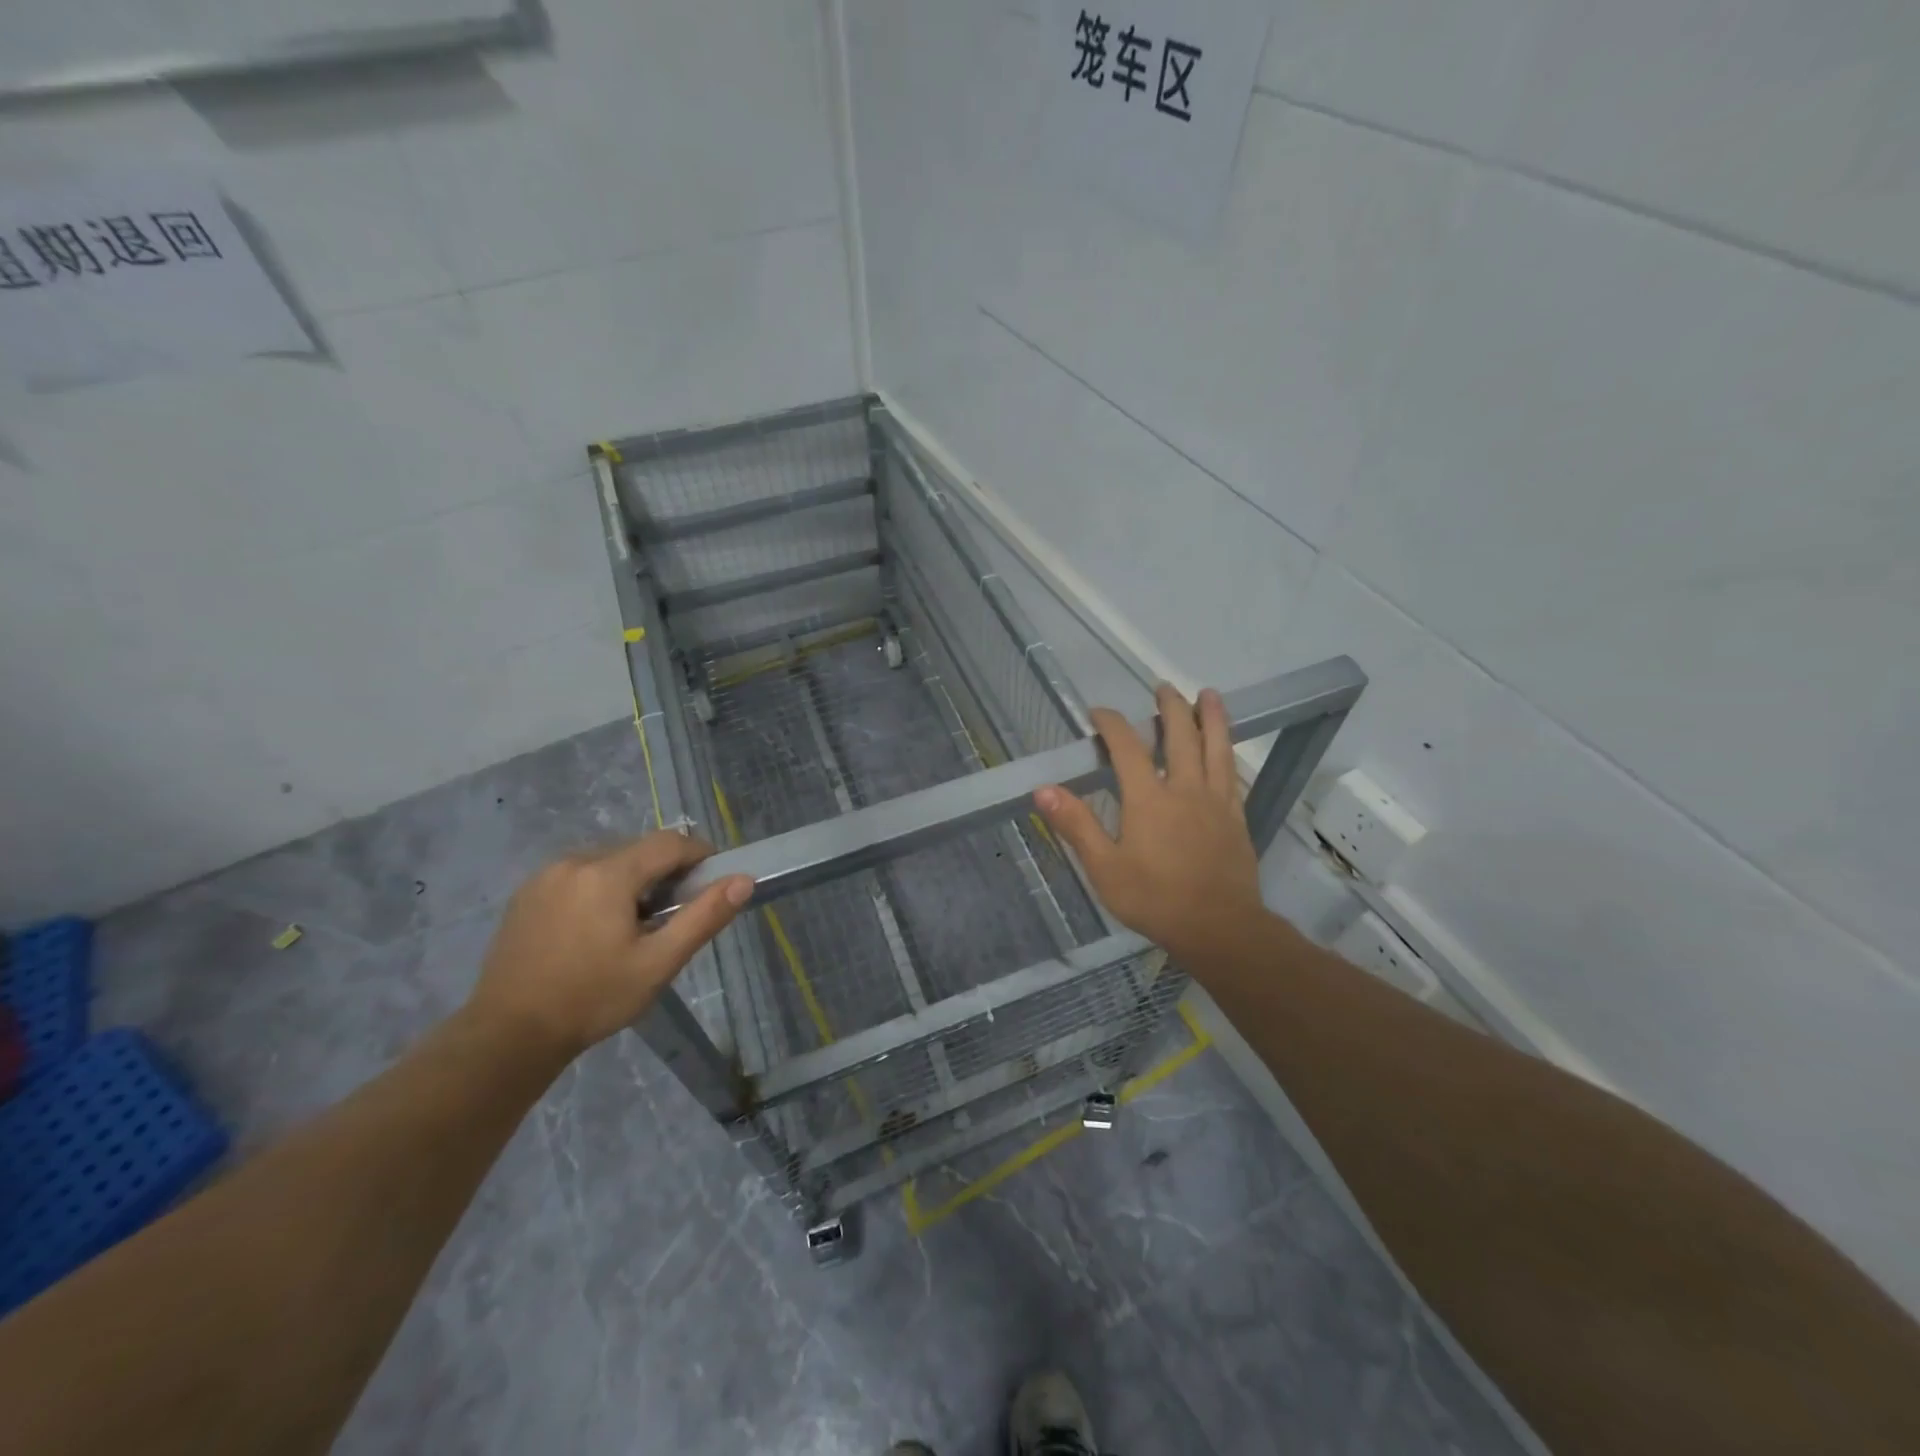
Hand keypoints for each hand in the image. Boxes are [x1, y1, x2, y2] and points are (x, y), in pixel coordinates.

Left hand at [467, 832, 752, 1060]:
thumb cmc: (592, 999)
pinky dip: (600, 887)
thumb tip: (744, 880)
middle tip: (675, 912)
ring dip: (632, 878)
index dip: (699, 855)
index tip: (713, 881)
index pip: (668, 843)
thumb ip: (704, 917)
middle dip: (664, 871)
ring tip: (635, 924)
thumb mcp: (658, 963)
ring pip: (607, 860)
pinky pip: (578, 874)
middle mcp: (575, 861)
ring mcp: (545, 875)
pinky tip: (597, 928)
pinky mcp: (526, 893)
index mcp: (608, 874)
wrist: (507, 1035)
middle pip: (637, 850)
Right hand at [1035, 684, 1263, 963]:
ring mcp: (1216, 801)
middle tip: (1163, 687)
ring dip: (1211, 717)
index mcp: (1149, 798)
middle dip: (1170, 708)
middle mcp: (1185, 789)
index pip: (1127, 746)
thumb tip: (1043, 790)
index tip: (1098, 712)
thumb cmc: (1155, 899)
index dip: (1112, 723)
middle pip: (1180, 735)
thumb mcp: (1104, 868)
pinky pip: (1232, 774)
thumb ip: (1076, 825)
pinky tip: (1226, 749)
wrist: (1219, 927)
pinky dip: (1227, 752)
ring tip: (1209, 695)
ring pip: (1216, 747)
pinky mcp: (1236, 817)